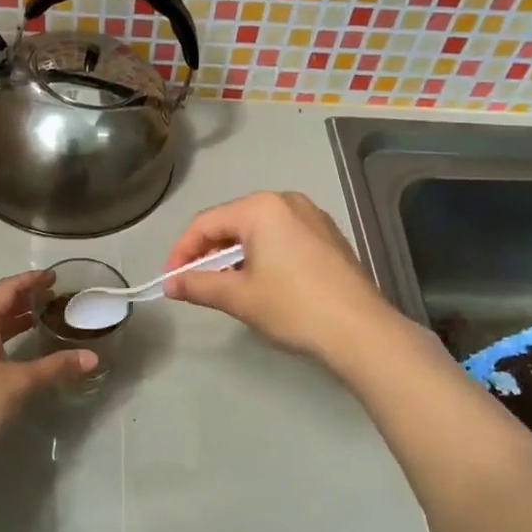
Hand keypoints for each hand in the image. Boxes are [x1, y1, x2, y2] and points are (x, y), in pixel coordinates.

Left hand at [0, 270, 96, 451]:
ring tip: (45, 318)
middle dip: (26, 298)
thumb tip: (92, 358)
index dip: (31, 280)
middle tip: (55, 296)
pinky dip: (9, 337)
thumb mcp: (20, 382)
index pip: (7, 289)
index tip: (54, 276)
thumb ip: (55, 367)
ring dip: (18, 319)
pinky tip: (24, 348)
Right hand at [163, 191, 396, 363]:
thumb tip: (171, 285)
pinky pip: (282, 237)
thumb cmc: (293, 306)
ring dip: (234, 254)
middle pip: (232, 222)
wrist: (360, 330)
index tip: (170, 280)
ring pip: (258, 230)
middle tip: (194, 282)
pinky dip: (262, 254)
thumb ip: (198, 284)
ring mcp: (312, 216)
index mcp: (261, 207)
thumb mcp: (238, 297)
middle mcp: (287, 201)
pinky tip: (260, 281)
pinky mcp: (329, 236)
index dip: (182, 251)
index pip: (206, 223)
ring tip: (224, 285)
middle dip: (208, 252)